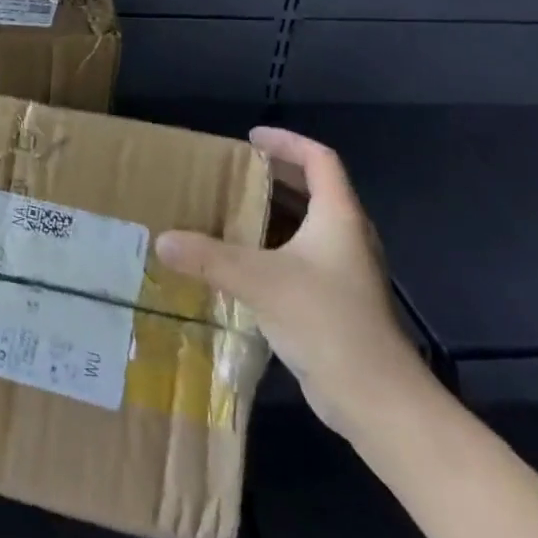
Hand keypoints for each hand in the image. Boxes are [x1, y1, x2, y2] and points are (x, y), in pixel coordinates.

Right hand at [156, 127, 429, 439]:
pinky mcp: (335, 301)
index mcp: (338, 216)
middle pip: (313, 189)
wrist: (375, 399)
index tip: (251, 138)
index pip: (319, 159)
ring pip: (306, 226)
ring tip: (229, 210)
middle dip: (274, 176)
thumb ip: (208, 257)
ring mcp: (343, 271)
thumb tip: (162, 240)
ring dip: (271, 214)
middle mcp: (346, 236)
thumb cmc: (325, 321)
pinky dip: (272, 249)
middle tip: (232, 172)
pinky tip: (240, 263)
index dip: (287, 142)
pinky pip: (300, 258)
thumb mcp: (259, 281)